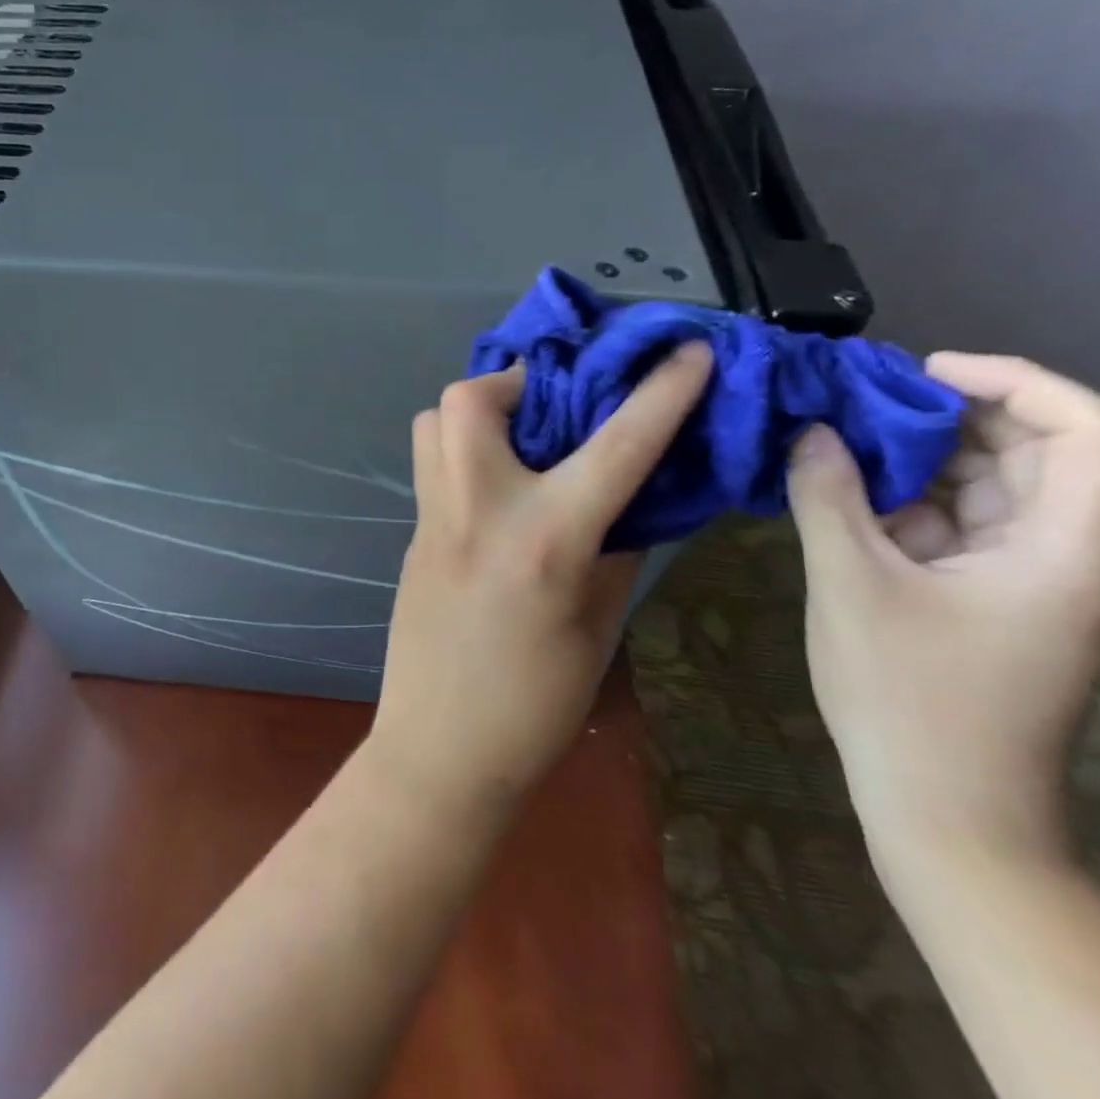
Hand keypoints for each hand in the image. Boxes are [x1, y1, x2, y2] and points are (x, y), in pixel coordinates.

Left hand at [368, 345, 712, 815]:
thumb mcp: (598, 623)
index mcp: (544, 538)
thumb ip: (616, 547)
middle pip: (474, 398)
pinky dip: (464, 450)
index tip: (686, 349)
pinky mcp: (412, 530)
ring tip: (521, 438)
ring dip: (480, 411)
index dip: (661, 391)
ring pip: (436, 419)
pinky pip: (432, 461)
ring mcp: (433, 515)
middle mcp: (478, 507)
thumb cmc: (535, 703)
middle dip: (519, 380)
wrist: (441, 749)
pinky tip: (497, 485)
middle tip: (555, 404)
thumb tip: (631, 493)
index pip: (616, 444)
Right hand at [786, 353, 1099, 870]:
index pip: (1085, 430)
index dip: (1012, 380)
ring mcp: (1025, 582)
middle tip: (856, 399)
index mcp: (1063, 550)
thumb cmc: (909, 697)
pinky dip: (904, 501)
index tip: (920, 371)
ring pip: (986, 489)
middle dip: (946, 415)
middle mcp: (1063, 557)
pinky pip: (955, 528)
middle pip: (1031, 453)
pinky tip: (841, 493)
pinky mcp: (987, 602)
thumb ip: (827, 497)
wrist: (944, 811)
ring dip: (916, 458)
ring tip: (836, 438)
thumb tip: (810, 432)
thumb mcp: (852, 585)